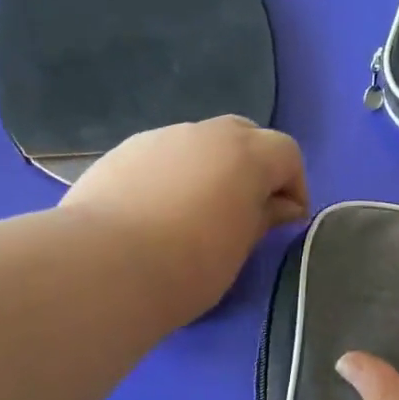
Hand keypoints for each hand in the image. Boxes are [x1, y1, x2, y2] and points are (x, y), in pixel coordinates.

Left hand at [61, 116, 308, 326]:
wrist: (105, 267)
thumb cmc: (188, 266)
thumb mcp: (238, 249)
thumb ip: (263, 219)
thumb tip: (280, 207)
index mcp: (246, 154)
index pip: (286, 153)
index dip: (294, 185)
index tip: (287, 221)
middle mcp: (204, 133)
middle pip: (244, 136)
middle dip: (254, 167)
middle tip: (247, 209)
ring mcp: (159, 138)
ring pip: (198, 143)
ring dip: (210, 168)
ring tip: (197, 212)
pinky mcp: (122, 152)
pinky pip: (162, 156)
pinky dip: (173, 175)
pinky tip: (157, 211)